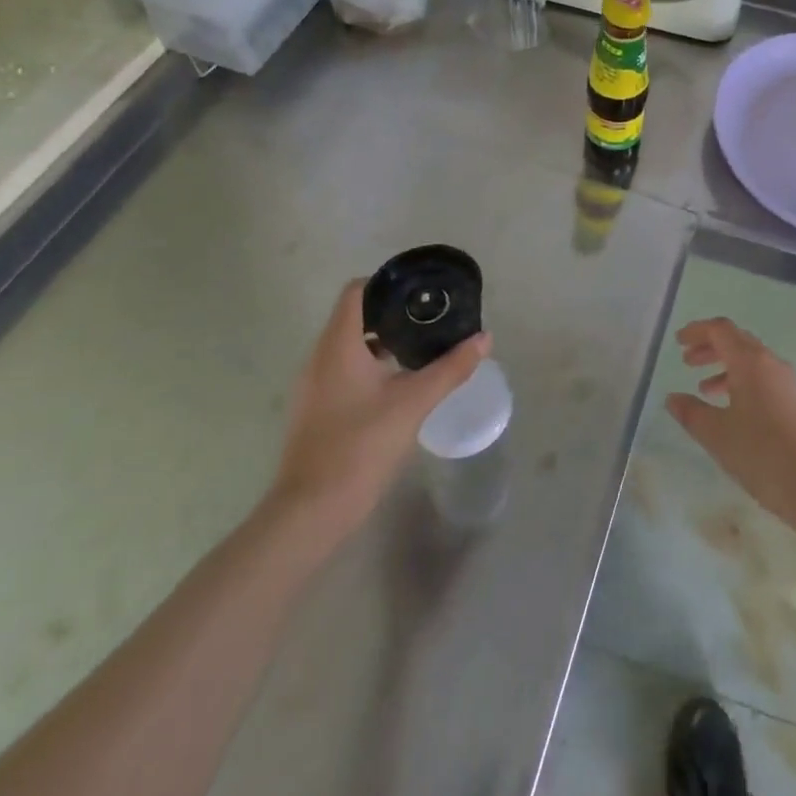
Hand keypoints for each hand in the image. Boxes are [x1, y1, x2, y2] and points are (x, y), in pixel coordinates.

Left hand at [267, 279, 490, 542]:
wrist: (311, 512)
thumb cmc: (360, 446)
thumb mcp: (414, 403)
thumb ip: (450, 368)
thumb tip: (485, 338)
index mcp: (338, 344)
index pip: (356, 291)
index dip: (386, 283)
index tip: (419, 291)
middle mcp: (319, 357)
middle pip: (354, 317)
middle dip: (391, 314)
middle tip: (429, 319)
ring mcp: (313, 385)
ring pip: (348, 346)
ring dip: (381, 342)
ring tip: (419, 349)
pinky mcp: (314, 410)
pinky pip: (342, 371)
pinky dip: (368, 367)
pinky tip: (397, 386)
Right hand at [664, 317, 795, 537]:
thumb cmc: (765, 454)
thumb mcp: (718, 435)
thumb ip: (692, 413)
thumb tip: (673, 398)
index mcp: (750, 361)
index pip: (720, 330)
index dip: (697, 331)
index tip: (678, 341)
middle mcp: (771, 364)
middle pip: (737, 341)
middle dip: (710, 348)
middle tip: (687, 362)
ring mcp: (788, 384)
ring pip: (751, 363)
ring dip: (725, 369)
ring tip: (705, 390)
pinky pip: (763, 381)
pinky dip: (742, 385)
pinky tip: (733, 413)